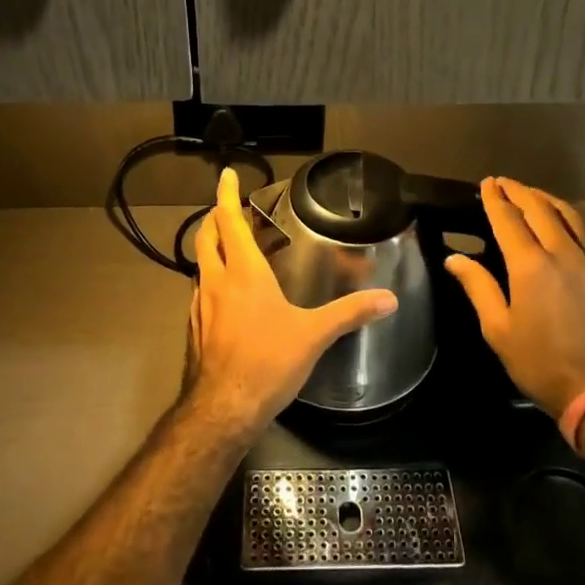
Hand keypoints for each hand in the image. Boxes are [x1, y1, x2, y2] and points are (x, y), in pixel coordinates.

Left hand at [182, 166, 398, 441]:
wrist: (222, 410)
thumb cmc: (267, 362)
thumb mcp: (314, 335)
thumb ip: (350, 313)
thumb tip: (389, 298)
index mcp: (242, 272)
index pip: (228, 221)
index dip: (226, 194)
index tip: (226, 174)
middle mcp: (216, 281)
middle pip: (207, 237)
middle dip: (215, 217)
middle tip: (229, 209)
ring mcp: (200, 305)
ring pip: (201, 265)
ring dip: (213, 249)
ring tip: (232, 249)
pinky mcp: (195, 329)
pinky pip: (201, 292)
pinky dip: (212, 280)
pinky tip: (228, 297)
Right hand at [445, 177, 584, 420]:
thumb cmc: (540, 362)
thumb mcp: (498, 329)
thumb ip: (478, 287)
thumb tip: (454, 259)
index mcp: (530, 265)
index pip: (508, 219)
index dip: (495, 199)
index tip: (486, 183)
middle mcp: (560, 253)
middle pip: (539, 209)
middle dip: (518, 191)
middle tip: (502, 182)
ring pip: (566, 215)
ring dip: (544, 198)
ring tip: (529, 193)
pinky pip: (581, 231)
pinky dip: (564, 215)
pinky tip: (557, 221)